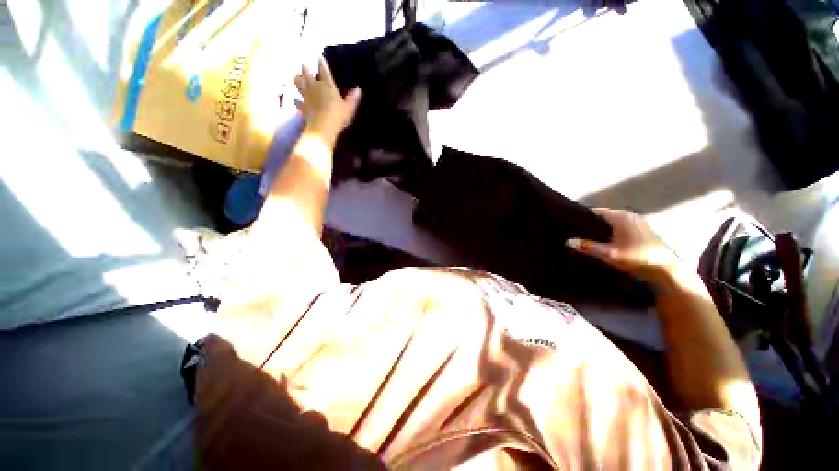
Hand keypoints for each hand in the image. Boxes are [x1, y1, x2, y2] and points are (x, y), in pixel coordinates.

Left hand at [294, 57, 361, 140]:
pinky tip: (296, 101)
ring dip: (297, 79)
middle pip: (307, 74)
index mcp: (326, 85)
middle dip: (305, 68)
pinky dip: (297, 101)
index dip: (321, 62)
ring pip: (298, 84)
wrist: (323, 128)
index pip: (323, 69)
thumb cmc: (337, 116)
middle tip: (304, 64)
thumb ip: (353, 98)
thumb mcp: (349, 108)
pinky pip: (298, 102)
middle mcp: (314, 87)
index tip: (319, 56)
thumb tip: (359, 90)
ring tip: (296, 76)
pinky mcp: (303, 107)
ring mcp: (306, 97)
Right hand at [566, 209, 681, 285]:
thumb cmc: (637, 259)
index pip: (593, 212)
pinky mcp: (640, 231)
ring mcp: (636, 222)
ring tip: (583, 239)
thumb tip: (567, 241)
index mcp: (620, 216)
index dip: (580, 218)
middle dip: (588, 225)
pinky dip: (608, 234)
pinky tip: (601, 243)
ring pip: (609, 224)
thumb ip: (587, 247)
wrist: (667, 271)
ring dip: (598, 231)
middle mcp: (628, 215)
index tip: (568, 226)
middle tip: (573, 234)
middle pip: (601, 217)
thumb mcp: (609, 254)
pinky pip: (617, 228)